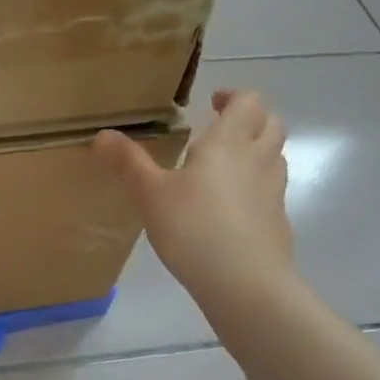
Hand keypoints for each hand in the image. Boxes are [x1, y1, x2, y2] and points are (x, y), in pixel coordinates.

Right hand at [93, 88, 297, 304]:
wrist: (244, 283)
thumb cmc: (193, 228)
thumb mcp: (150, 195)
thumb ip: (128, 163)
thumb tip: (102, 135)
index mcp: (228, 143)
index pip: (248, 102)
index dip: (233, 97)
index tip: (213, 103)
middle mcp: (258, 160)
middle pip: (271, 123)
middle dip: (251, 120)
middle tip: (222, 129)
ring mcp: (274, 192)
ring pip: (275, 157)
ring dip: (257, 151)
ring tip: (226, 166)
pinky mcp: (278, 222)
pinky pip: (271, 191)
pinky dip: (256, 187)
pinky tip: (232, 209)